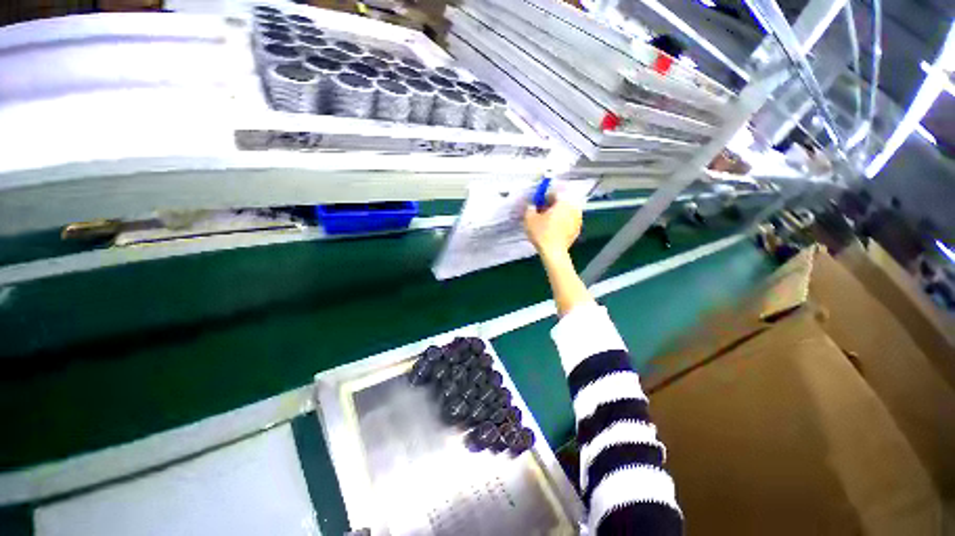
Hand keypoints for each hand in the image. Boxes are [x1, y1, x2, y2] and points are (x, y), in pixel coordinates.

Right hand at [524, 199, 581, 257]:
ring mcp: (578, 219)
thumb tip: (532, 206)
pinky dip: (562, 223)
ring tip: (547, 223)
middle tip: (541, 213)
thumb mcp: (529, 218)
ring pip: (566, 212)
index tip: (537, 205)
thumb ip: (530, 208)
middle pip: (561, 203)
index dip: (544, 198)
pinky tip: (553, 230)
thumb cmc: (542, 232)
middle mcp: (574, 207)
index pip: (554, 193)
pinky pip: (568, 222)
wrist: (554, 252)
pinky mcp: (577, 230)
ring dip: (557, 215)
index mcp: (563, 201)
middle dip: (551, 206)